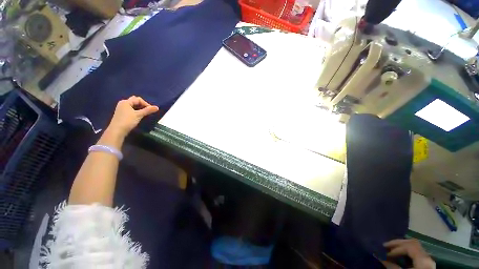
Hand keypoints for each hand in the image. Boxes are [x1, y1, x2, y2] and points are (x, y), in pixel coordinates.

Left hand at [107, 96, 158, 137]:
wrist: (117, 131)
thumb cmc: (127, 121)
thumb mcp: (139, 115)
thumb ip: (148, 110)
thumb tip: (157, 107)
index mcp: (126, 102)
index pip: (138, 99)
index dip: (146, 104)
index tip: (151, 110)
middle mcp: (123, 103)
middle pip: (135, 101)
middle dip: (142, 105)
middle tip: (147, 111)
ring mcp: (121, 109)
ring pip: (133, 106)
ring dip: (139, 109)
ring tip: (144, 114)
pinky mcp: (121, 114)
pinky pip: (130, 110)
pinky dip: (136, 111)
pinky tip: (138, 116)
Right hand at [383, 239, 434, 268]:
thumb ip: (392, 267)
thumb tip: (380, 257)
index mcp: (423, 259)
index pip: (409, 245)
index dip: (395, 247)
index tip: (385, 252)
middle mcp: (427, 256)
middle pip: (413, 243)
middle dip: (398, 243)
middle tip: (386, 245)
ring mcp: (428, 260)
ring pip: (416, 247)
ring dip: (402, 246)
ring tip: (391, 249)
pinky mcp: (427, 264)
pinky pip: (417, 253)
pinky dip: (407, 251)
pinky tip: (400, 255)